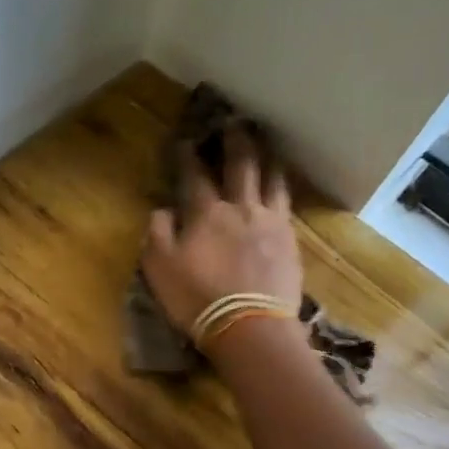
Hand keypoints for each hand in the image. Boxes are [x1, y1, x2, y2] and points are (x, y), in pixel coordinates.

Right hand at [141, 131, 303, 336]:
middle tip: (236, 120)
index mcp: (206, 213)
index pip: (195, 175)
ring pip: (272, 179)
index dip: (189, 155)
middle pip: (242, 165)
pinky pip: (288, 205)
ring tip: (268, 144)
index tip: (186, 139)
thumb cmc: (197, 298)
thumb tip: (162, 210)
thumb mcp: (160, 268)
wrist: (250, 327)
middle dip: (236, 140)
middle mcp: (241, 208)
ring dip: (268, 157)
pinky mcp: (291, 242)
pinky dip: (283, 188)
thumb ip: (157, 233)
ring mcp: (271, 223)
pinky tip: (282, 186)